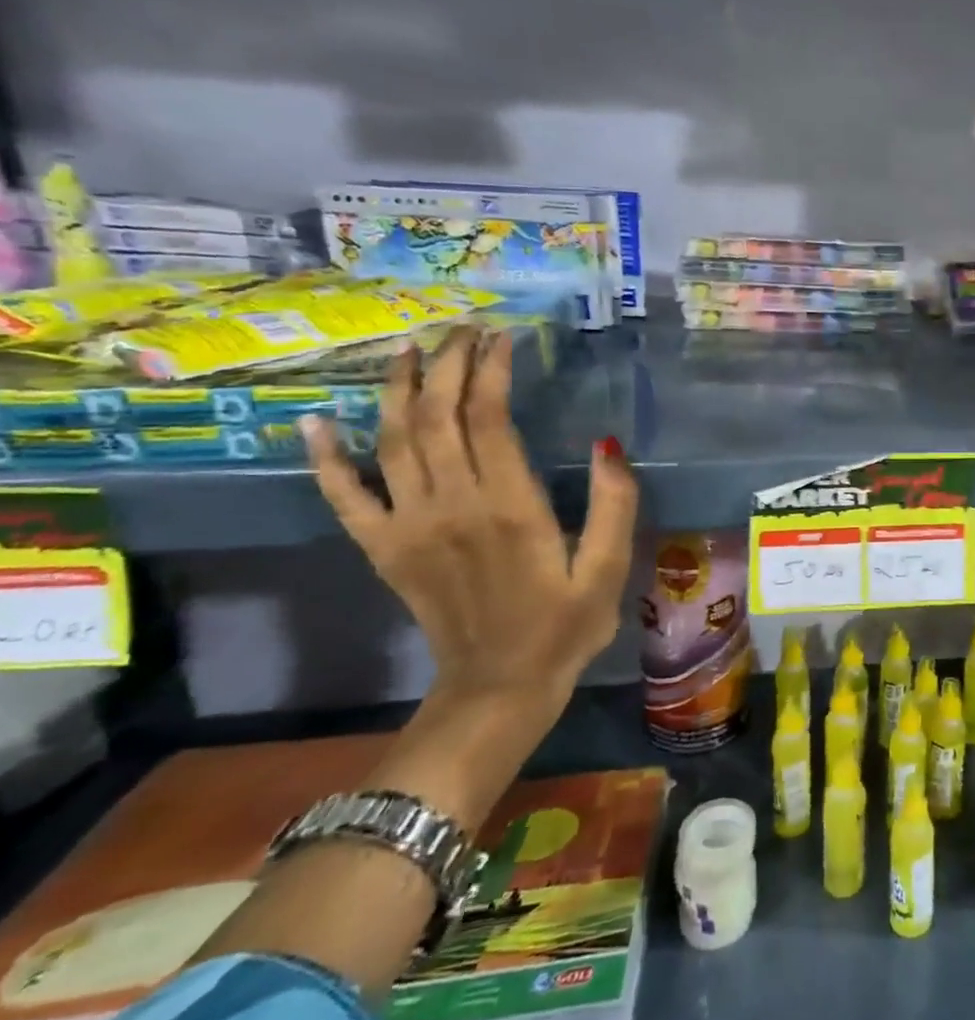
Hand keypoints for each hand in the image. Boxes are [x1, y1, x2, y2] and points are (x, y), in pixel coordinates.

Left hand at [302, 327, 638, 717]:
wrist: (499, 687)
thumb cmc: (565, 626)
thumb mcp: (608, 569)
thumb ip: (613, 506)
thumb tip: (607, 445)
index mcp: (510, 508)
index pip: (489, 420)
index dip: (492, 372)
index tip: (502, 339)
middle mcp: (451, 506)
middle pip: (438, 418)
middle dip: (449, 366)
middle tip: (464, 331)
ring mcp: (408, 527)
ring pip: (391, 442)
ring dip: (399, 390)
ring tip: (411, 350)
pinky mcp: (383, 549)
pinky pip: (343, 496)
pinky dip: (325, 458)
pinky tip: (316, 422)